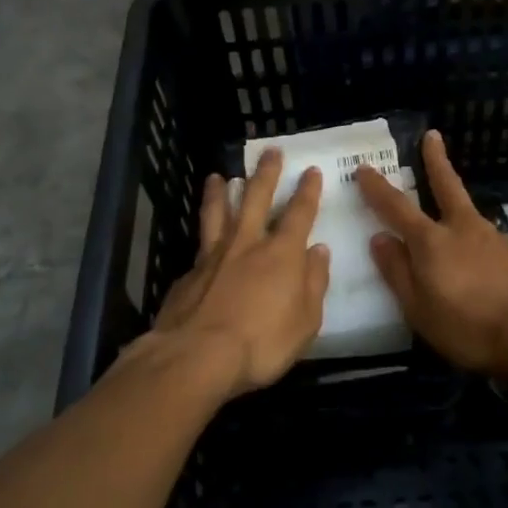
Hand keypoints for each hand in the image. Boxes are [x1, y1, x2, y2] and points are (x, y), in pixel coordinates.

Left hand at [147, 149, 330, 397]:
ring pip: (217, 212)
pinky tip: (201, 238)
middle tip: (270, 151)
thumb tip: (319, 250)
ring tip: (217, 175)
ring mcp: (213, 255)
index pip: (299, 213)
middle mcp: (247, 243)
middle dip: (266, 173)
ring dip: (219, 191)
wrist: (196, 356)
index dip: (307, 191)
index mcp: (281, 253)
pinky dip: (203, 235)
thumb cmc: (262, 343)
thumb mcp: (306, 321)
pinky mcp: (188, 273)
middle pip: (256, 198)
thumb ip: (314, 283)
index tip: (311, 170)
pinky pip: (199, 244)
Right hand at [356, 131, 507, 379]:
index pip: (396, 207)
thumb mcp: (420, 309)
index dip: (377, 187)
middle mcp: (462, 229)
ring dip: (455, 204)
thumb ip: (398, 272)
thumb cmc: (470, 327)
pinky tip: (478, 262)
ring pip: (467, 213)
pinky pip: (485, 240)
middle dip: (436, 160)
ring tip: (450, 215)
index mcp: (431, 241)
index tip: (363, 167)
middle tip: (432, 135)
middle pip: (446, 186)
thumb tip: (379, 238)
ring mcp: (493, 238)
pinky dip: (475, 241)